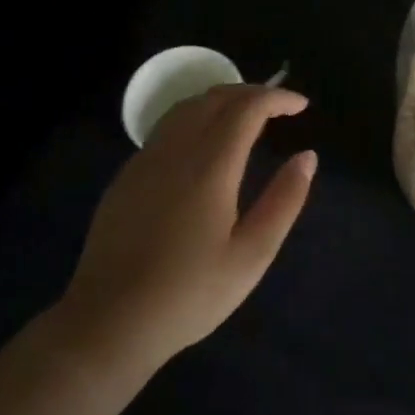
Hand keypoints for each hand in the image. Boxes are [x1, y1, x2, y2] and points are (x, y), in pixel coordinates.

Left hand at [57, 85, 316, 370]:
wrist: (108, 322)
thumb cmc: (189, 294)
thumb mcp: (251, 256)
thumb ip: (284, 201)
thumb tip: (307, 157)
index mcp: (210, 165)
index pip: (247, 107)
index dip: (277, 98)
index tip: (301, 106)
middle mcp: (176, 149)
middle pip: (215, 97)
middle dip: (251, 92)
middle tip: (279, 108)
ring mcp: (146, 160)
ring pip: (187, 107)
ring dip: (221, 101)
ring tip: (246, 118)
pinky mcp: (127, 175)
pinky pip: (168, 127)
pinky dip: (196, 118)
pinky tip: (205, 144)